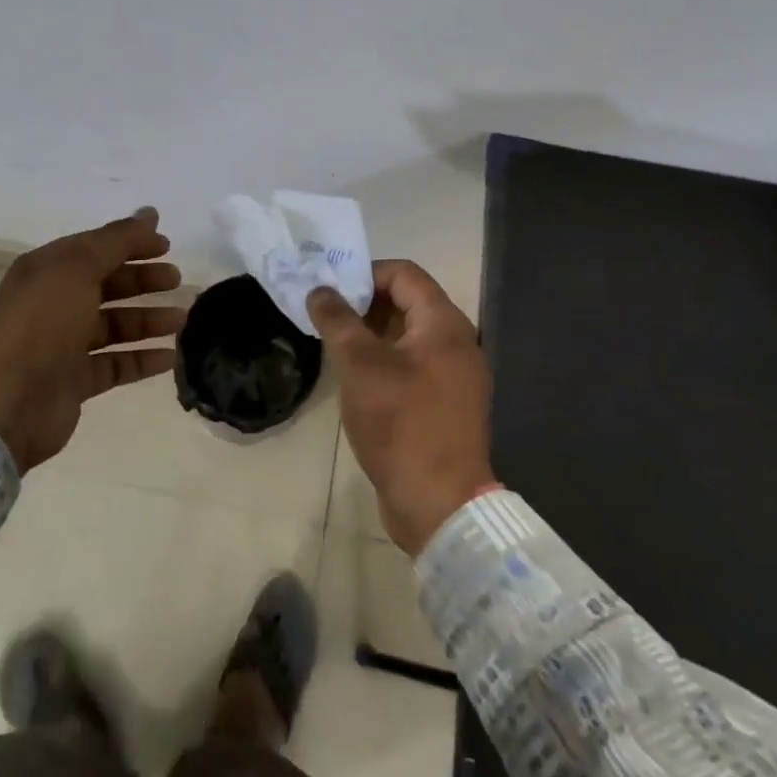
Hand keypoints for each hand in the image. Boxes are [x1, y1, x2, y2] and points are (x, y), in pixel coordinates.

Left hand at [0, 208, 184, 472]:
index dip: (131, 244)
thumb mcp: (77, 268)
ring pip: (115, 326)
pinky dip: (142, 359)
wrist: (8, 402)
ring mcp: (64, 345)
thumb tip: (150, 212)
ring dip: (148, 320)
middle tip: (177, 281)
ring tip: (181, 320)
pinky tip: (170, 357)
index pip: (96, 248)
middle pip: (107, 285)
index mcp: (48, 271)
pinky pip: (116, 364)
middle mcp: (54, 304)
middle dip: (142, 281)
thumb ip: (117, 240)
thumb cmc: (42, 325)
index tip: (167, 247)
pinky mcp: (75, 381)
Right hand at [308, 260, 493, 554]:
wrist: (439, 503)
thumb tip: (320, 289)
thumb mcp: (360, 366)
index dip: (364, 273)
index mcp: (444, 323)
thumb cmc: (400, 423)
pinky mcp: (446, 403)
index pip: (403, 273)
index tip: (329, 290)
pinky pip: (413, 365)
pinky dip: (385, 361)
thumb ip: (337, 320)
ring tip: (334, 345)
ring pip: (408, 336)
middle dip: (364, 304)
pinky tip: (356, 378)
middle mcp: (457, 341)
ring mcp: (455, 375)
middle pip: (408, 302)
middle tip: (325, 317)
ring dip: (371, 334)